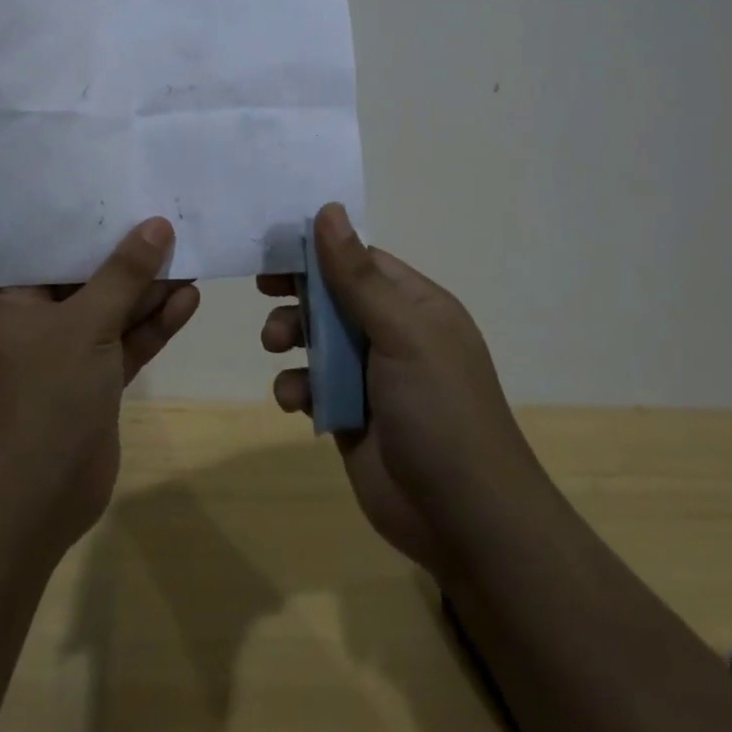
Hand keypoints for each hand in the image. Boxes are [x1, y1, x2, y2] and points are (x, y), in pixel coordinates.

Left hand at [0, 219, 199, 555]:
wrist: (29, 507)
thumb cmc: (41, 398)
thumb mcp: (85, 325)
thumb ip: (124, 275)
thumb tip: (158, 225)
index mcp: (6, 299)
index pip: (49, 246)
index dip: (90, 222)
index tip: (127, 192)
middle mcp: (30, 321)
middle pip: (85, 277)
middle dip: (128, 256)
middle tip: (171, 221)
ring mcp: (62, 355)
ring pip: (110, 311)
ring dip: (148, 291)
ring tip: (191, 254)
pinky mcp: (90, 384)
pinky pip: (123, 344)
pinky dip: (152, 325)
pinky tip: (189, 299)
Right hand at [260, 204, 543, 580]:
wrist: (465, 521)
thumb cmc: (439, 410)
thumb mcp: (401, 333)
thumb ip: (358, 276)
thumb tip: (328, 210)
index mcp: (415, 306)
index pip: (360, 261)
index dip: (319, 251)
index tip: (276, 248)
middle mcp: (393, 335)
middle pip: (333, 297)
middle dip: (299, 295)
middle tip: (265, 292)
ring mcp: (371, 377)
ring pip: (317, 340)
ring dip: (291, 338)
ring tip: (276, 346)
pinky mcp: (350, 416)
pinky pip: (312, 386)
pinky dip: (297, 387)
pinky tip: (294, 401)